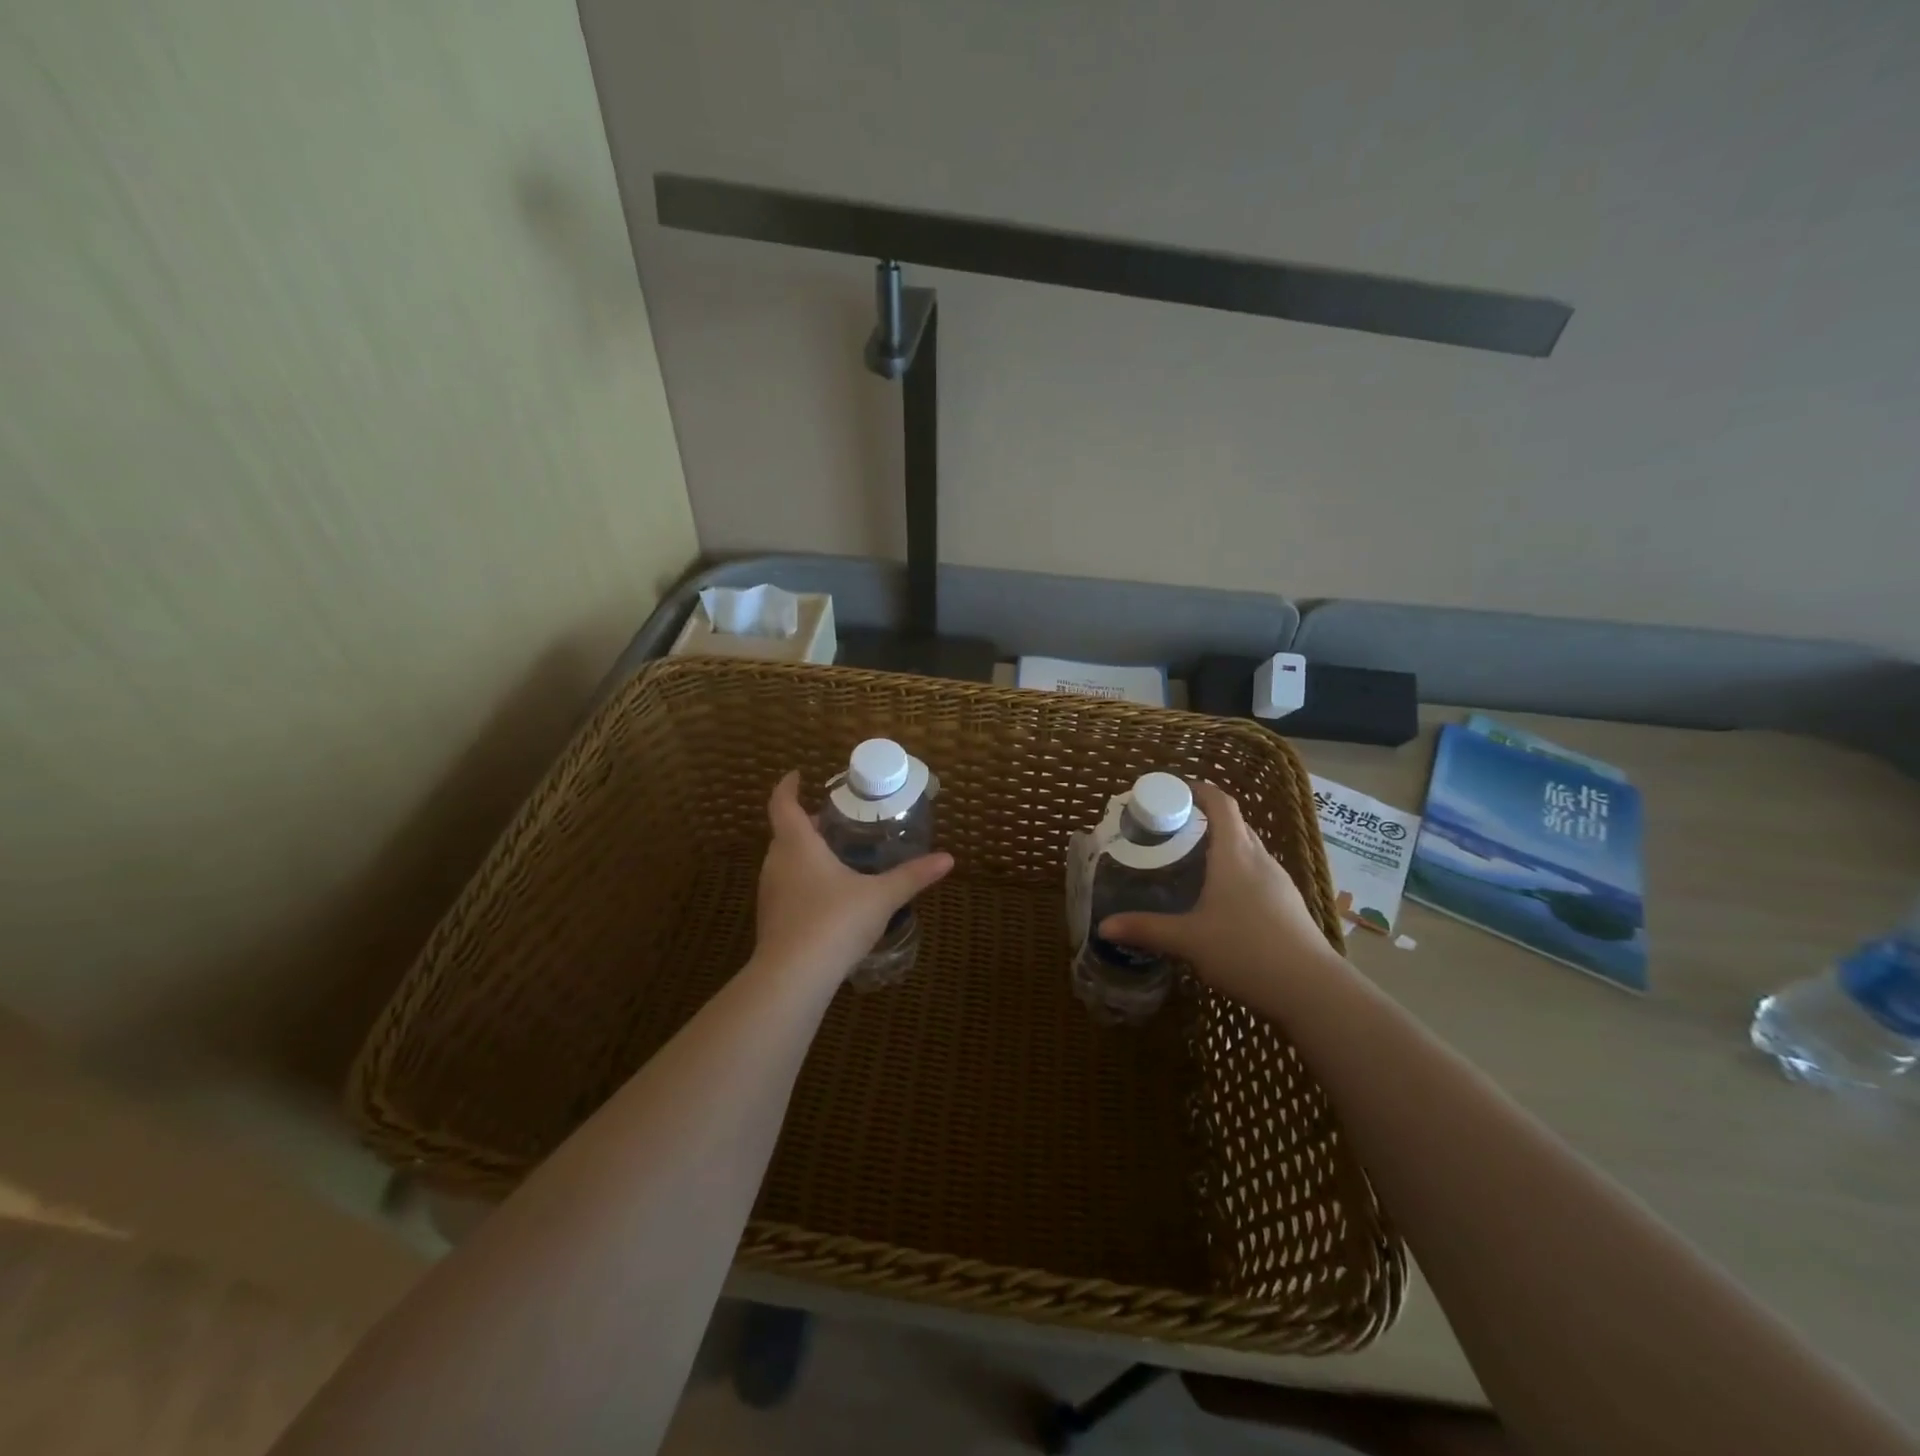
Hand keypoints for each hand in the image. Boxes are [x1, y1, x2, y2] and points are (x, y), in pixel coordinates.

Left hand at [753, 771, 953, 981]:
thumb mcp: (881, 897)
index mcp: (798, 845)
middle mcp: (777, 864)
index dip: (788, 787)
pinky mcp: (771, 921)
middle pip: (786, 834)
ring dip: (804, 855)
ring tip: (836, 857)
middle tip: (834, 822)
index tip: (797, 776)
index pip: (783, 805)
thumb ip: (912, 876)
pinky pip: (786, 888)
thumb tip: (948, 859)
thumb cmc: (834, 922)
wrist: (793, 978)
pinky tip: (828, 898)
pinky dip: (803, 882)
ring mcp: (770, 894)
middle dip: (807, 824)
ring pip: (785, 862)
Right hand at [1098, 781, 1344, 1006]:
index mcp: (1235, 854)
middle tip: (1171, 832)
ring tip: (1190, 864)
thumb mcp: (1188, 940)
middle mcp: (1259, 859)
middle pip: (1234, 824)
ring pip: (1247, 851)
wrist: (1312, 990)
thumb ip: (1146, 929)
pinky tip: (1220, 901)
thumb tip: (1103, 926)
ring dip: (1221, 848)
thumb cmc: (1246, 951)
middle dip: (1204, 820)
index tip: (1173, 791)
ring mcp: (1279, 882)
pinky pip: (1257, 874)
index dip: (1199, 790)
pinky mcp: (1288, 904)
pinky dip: (1235, 872)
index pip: (1221, 803)